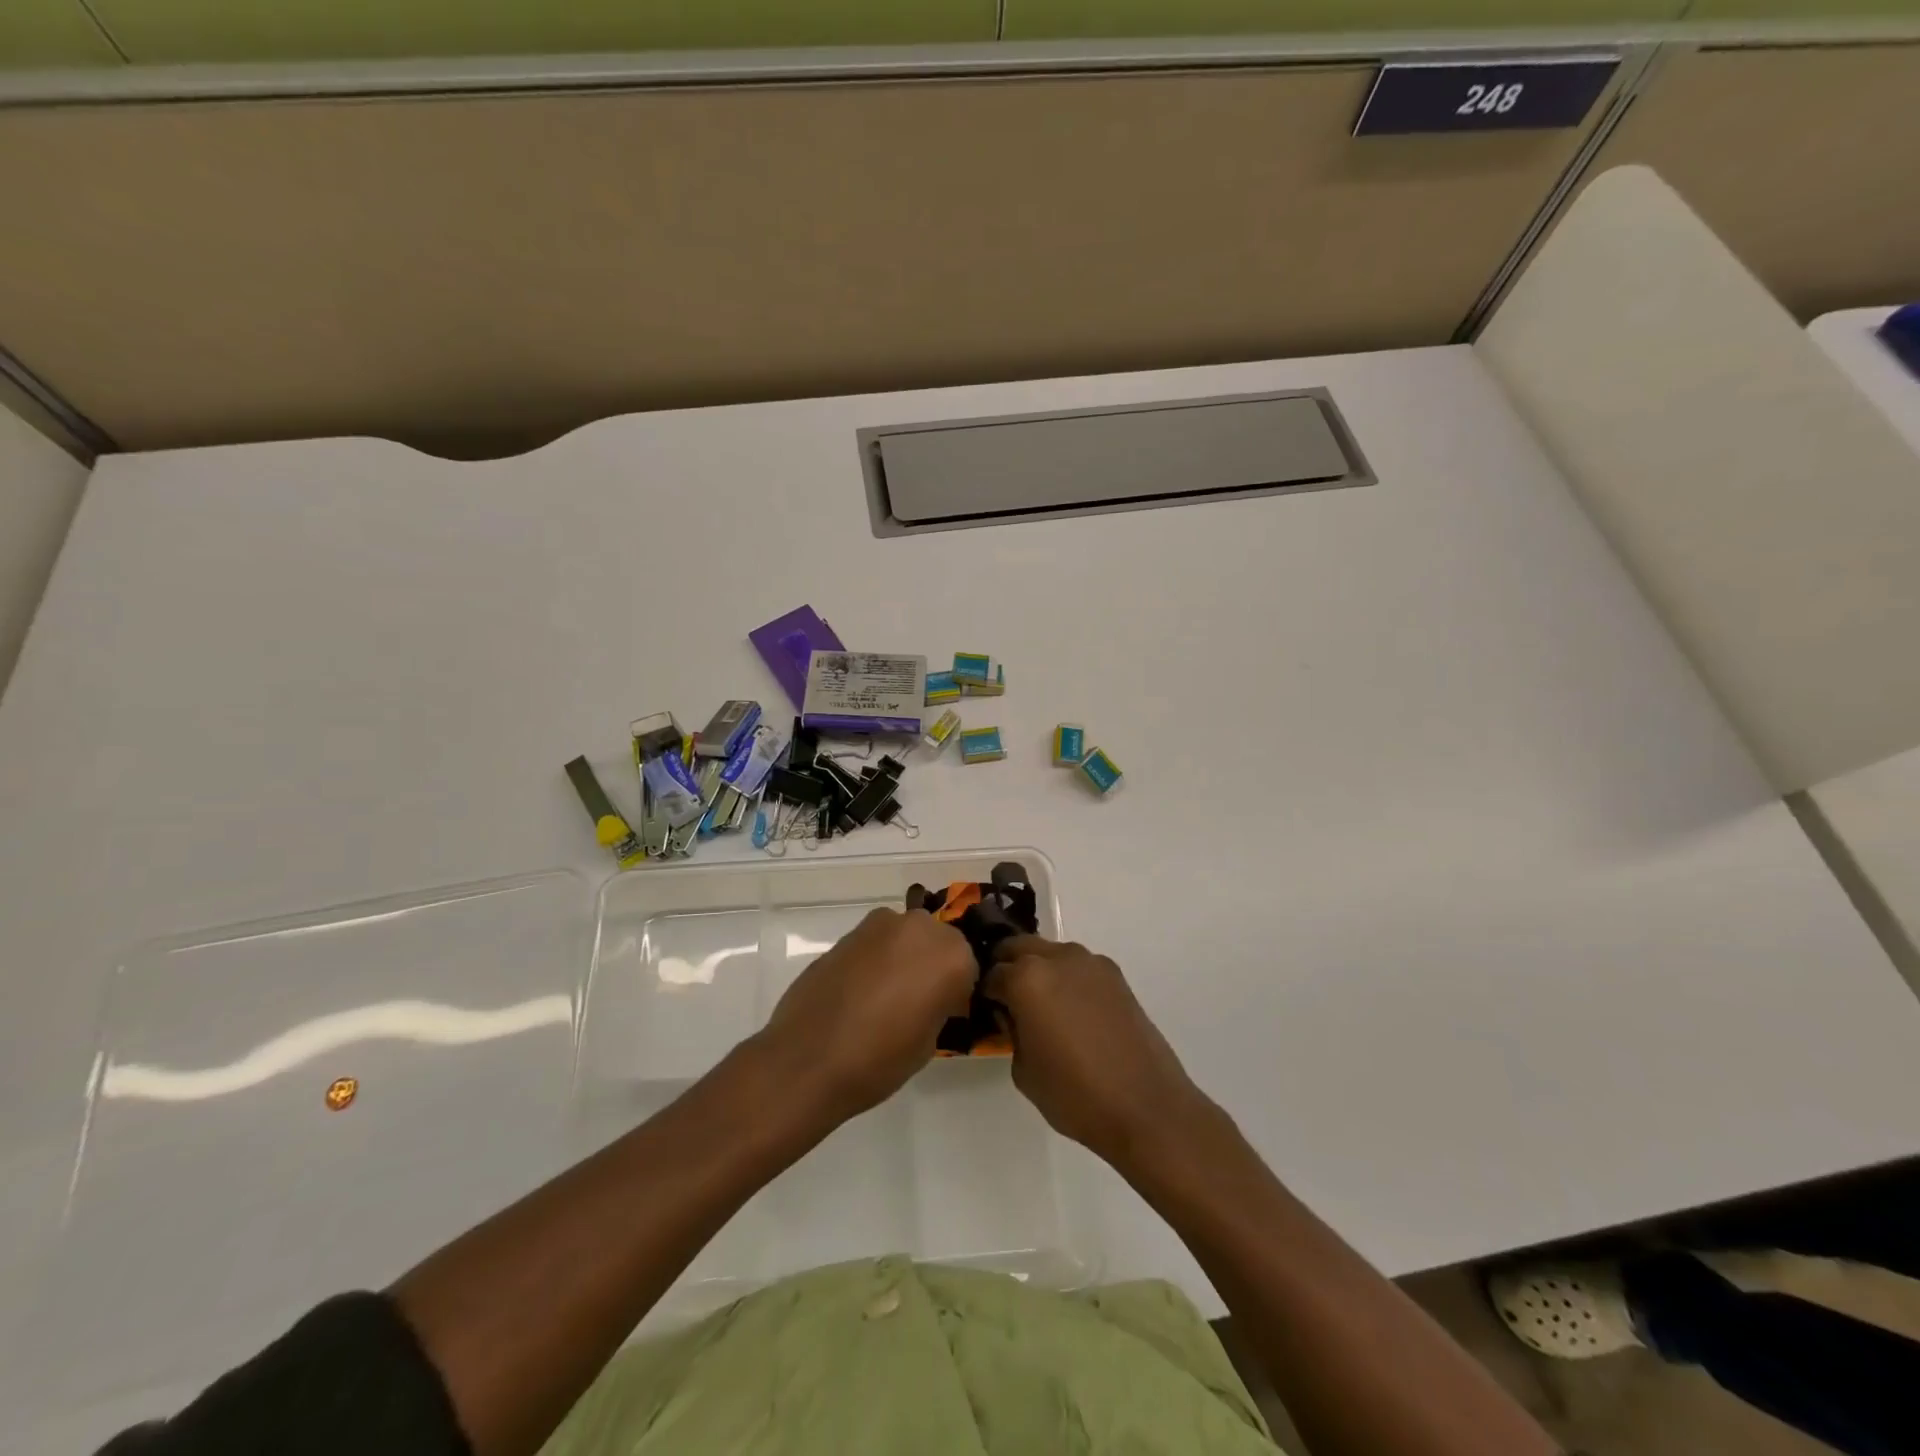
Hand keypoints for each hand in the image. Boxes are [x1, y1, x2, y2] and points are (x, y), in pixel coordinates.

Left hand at [758, 907, 976, 1122]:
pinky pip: (877, 943)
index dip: (958, 991)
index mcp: (951, 956)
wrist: (807, 1059)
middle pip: (938, 941)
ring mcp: (881, 925)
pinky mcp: (849, 932)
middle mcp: (920, 928)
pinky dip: (877, 959)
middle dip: (933, 965)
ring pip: (906, 937)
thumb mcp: (929, 1042)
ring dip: (904, 957)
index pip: (969, 966)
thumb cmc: (879, 1060)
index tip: (947, 1013)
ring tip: (887, 996)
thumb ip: (939, 1005)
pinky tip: (862, 991)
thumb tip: (932, 998)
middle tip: (918, 1002)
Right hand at [985, 937, 1212, 1170]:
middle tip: (1007, 1000)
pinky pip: (1077, 967)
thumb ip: (1011, 1031)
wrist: (1146, 1106)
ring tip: (1041, 1006)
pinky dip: (1066, 978)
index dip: (984, 994)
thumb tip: (1013, 1015)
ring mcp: (1089, 962)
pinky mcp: (1115, 975)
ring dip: (1038, 969)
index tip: (985, 1011)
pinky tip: (1072, 1011)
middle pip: (1018, 948)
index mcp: (1026, 979)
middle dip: (1007, 967)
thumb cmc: (1075, 1094)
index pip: (990, 974)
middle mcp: (1057, 958)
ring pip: (1049, 952)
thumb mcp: (1023, 1070)